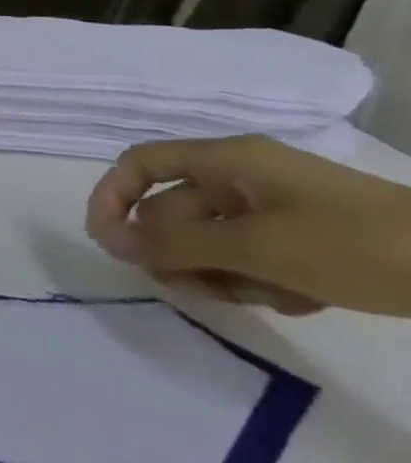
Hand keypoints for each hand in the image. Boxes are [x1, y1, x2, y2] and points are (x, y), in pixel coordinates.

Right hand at [85, 135, 410, 317]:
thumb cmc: (356, 244)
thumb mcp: (254, 247)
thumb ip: (172, 244)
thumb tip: (106, 241)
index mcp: (227, 161)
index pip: (140, 164)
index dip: (112, 196)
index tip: (107, 241)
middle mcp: (243, 178)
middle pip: (175, 210)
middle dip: (175, 251)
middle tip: (190, 287)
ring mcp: (279, 210)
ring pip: (212, 241)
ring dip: (219, 272)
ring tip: (259, 298)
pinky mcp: (310, 242)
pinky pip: (254, 258)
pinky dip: (261, 282)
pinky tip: (298, 301)